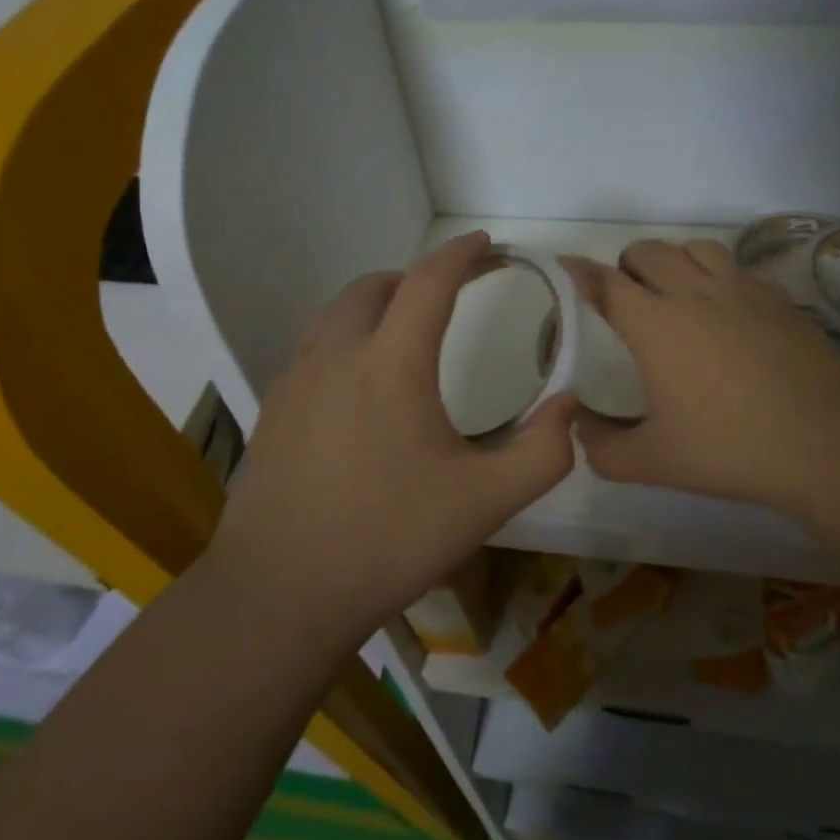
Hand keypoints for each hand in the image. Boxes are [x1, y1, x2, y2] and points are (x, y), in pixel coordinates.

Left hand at [207, 232, 576, 643]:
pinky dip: (347, 338)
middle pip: (376, 286)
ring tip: (407, 329)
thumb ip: (544, 452)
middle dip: (418, 276)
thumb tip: (567, 407)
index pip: (430, 281)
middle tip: (452, 294)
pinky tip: (362, 385)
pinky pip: (315, 348)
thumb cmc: (389, 539)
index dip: (462, 255)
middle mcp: (337, 355)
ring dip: (378, 304)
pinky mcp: (272, 411)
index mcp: (391, 362)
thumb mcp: (487, 502)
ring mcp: (295, 381)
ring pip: (337, 313)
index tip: (487, 245)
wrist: (280, 594)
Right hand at [567, 239, 839, 523]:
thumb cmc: (729, 448)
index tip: (566, 269)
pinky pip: (737, 268)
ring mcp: (741, 290)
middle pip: (649, 252)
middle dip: (627, 265)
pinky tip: (727, 310)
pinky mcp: (778, 298)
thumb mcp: (652, 463)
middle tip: (625, 297)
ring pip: (696, 248)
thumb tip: (580, 429)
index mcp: (655, 324)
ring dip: (674, 261)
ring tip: (675, 292)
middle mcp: (694, 292)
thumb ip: (602, 448)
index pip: (605, 282)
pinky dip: (718, 276)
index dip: (579, 273)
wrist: (824, 442)